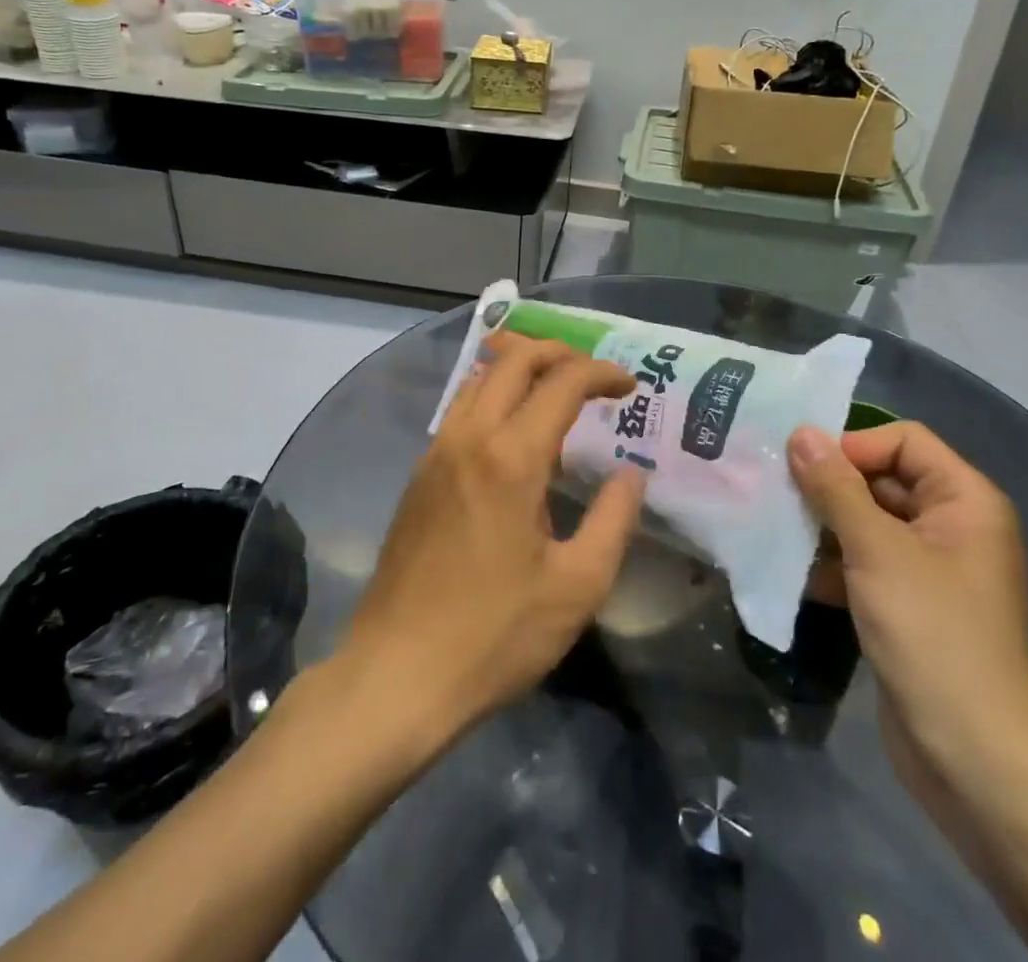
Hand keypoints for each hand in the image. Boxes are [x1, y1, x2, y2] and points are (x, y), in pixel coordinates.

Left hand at [340, 334, 646, 746]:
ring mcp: (436, 452)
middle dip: (559, 353)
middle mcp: (469, 437)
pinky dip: (494, 395)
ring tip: (556, 390)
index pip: (562, 382)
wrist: (396, 675)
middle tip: (593, 375)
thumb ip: (614, 519)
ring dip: (521, 368)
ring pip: (479, 378)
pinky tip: (513, 432)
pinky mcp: (419, 475)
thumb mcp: (577, 586)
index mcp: (511, 457)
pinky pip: (461, 409)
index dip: (601, 373)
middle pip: (513, 359)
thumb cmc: (495, 635)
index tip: (630, 387)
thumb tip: (631, 475)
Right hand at [787, 422, 1027, 772]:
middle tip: (775, 489)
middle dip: (830, 484)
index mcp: (965, 500)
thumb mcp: (877, 549)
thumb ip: (835, 488)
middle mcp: (953, 526)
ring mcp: (932, 569)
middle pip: (883, 478)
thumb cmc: (931, 632)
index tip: (804, 467)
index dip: (854, 445)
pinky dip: (833, 562)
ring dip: (824, 523)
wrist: (973, 757)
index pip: (904, 440)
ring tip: (776, 525)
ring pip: (869, 522)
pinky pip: (866, 563)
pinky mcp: (910, 606)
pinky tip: (793, 569)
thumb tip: (801, 433)